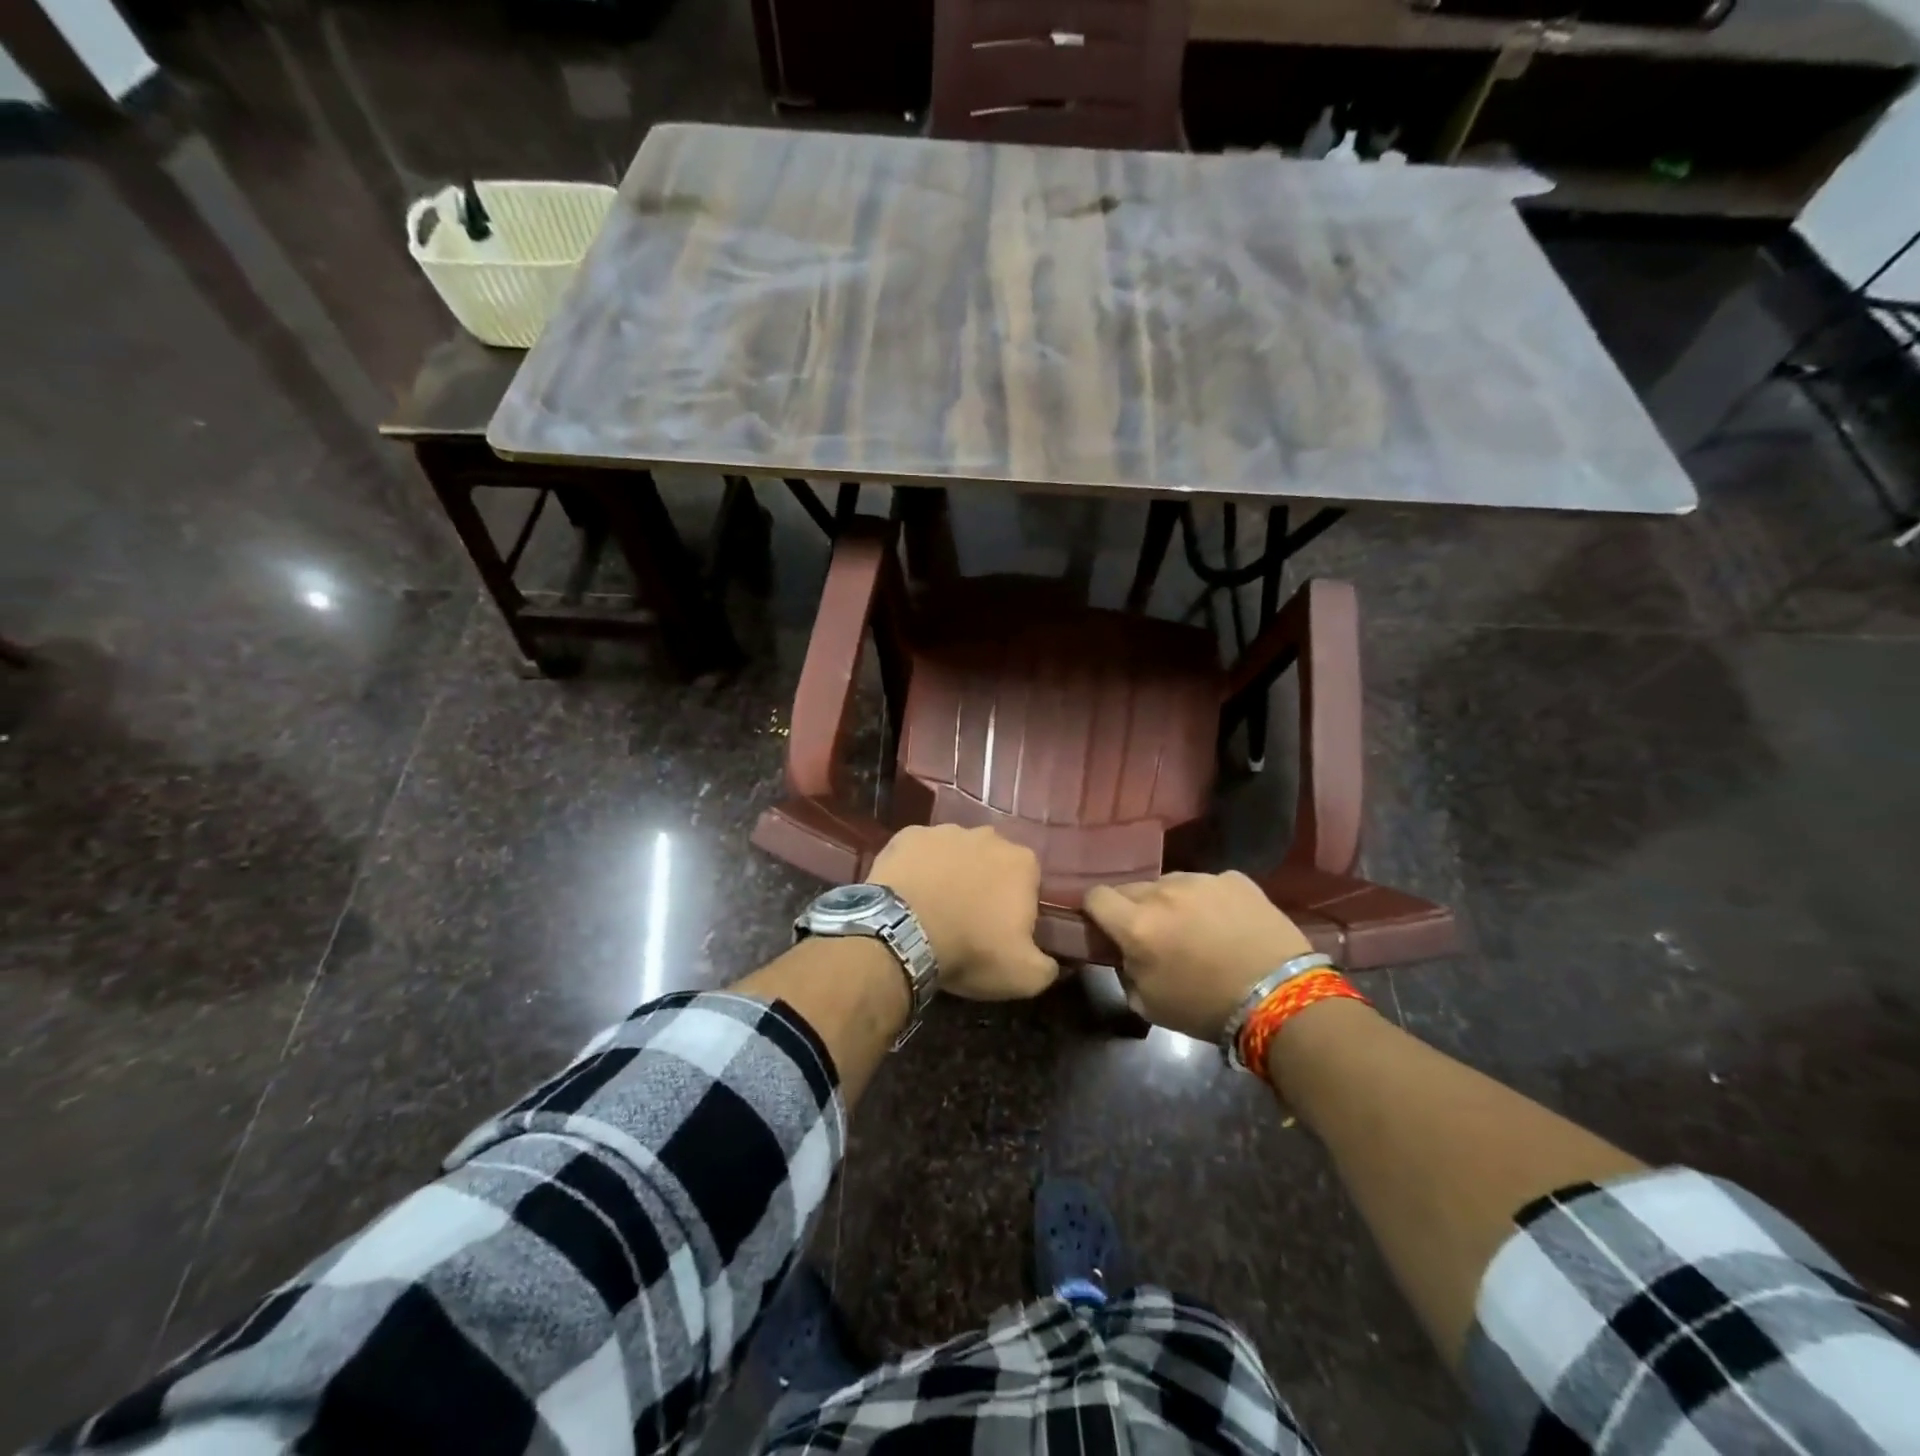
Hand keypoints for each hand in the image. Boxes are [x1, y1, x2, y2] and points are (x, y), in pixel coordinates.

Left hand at [869, 825, 1058, 999]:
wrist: (902, 933)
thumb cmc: (971, 949)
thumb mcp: (1024, 976)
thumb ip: (1048, 966)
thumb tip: (1053, 962)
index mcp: (1022, 862)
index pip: (1029, 884)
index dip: (1016, 908)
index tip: (1001, 932)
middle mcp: (988, 836)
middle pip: (992, 862)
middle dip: (985, 885)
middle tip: (968, 921)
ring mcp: (945, 831)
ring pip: (956, 853)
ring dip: (951, 874)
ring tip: (935, 908)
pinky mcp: (909, 835)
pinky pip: (920, 851)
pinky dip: (918, 868)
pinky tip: (909, 894)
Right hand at [1083, 871, 1314, 1040]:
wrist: (1282, 998)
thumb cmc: (1208, 1008)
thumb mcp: (1149, 1005)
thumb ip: (1125, 972)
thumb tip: (1125, 956)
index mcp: (1137, 924)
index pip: (1095, 896)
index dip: (1095, 911)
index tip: (1106, 928)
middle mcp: (1164, 892)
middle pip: (1132, 888)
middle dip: (1134, 909)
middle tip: (1154, 935)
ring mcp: (1202, 880)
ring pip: (1170, 883)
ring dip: (1171, 902)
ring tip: (1195, 929)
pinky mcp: (1236, 879)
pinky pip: (1208, 884)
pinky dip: (1209, 900)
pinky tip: (1226, 924)